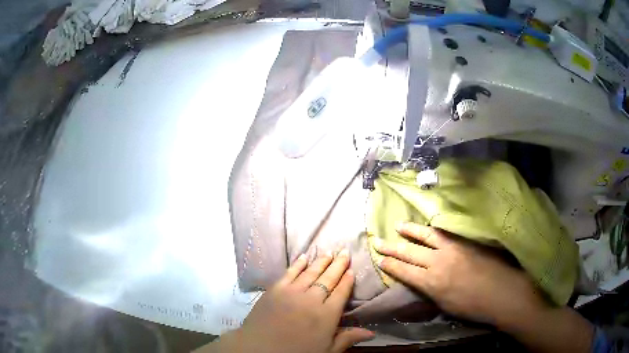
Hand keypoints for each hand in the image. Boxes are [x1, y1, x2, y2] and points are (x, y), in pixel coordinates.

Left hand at [211, 250, 373, 352]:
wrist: (259, 349)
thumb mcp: (326, 351)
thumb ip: (347, 338)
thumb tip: (371, 333)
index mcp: (327, 315)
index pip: (341, 293)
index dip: (347, 281)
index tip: (352, 271)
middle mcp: (312, 299)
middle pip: (328, 278)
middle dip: (338, 265)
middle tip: (345, 252)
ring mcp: (292, 292)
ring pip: (311, 272)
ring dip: (321, 261)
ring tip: (330, 252)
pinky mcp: (275, 289)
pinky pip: (290, 272)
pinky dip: (298, 264)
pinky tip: (304, 256)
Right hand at [374, 223, 547, 325]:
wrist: (503, 292)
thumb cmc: (474, 306)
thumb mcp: (446, 305)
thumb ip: (431, 290)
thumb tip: (421, 281)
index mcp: (432, 283)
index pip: (404, 271)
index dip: (391, 265)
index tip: (380, 260)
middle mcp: (439, 262)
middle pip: (410, 252)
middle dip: (392, 247)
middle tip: (378, 241)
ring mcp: (453, 248)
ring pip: (427, 235)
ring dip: (411, 230)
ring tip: (398, 225)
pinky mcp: (466, 240)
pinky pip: (445, 231)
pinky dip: (433, 228)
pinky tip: (429, 225)